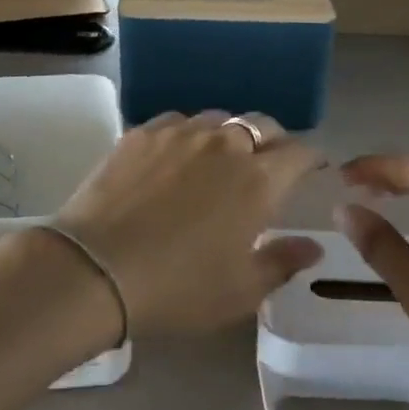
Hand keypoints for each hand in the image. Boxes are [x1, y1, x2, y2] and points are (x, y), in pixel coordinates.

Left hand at [56, 113, 325, 335]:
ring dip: (229, 134)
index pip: (300, 153)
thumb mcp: (240, 290)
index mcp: (258, 180)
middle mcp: (224, 144)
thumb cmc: (178, 287)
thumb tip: (312, 247)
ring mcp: (179, 133)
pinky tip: (176, 154)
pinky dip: (188, 134)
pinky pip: (176, 121)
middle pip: (262, 125)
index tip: (312, 169)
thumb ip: (282, 262)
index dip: (311, 159)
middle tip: (269, 163)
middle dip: (274, 140)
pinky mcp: (140, 133)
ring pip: (218, 118)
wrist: (96, 268)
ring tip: (220, 156)